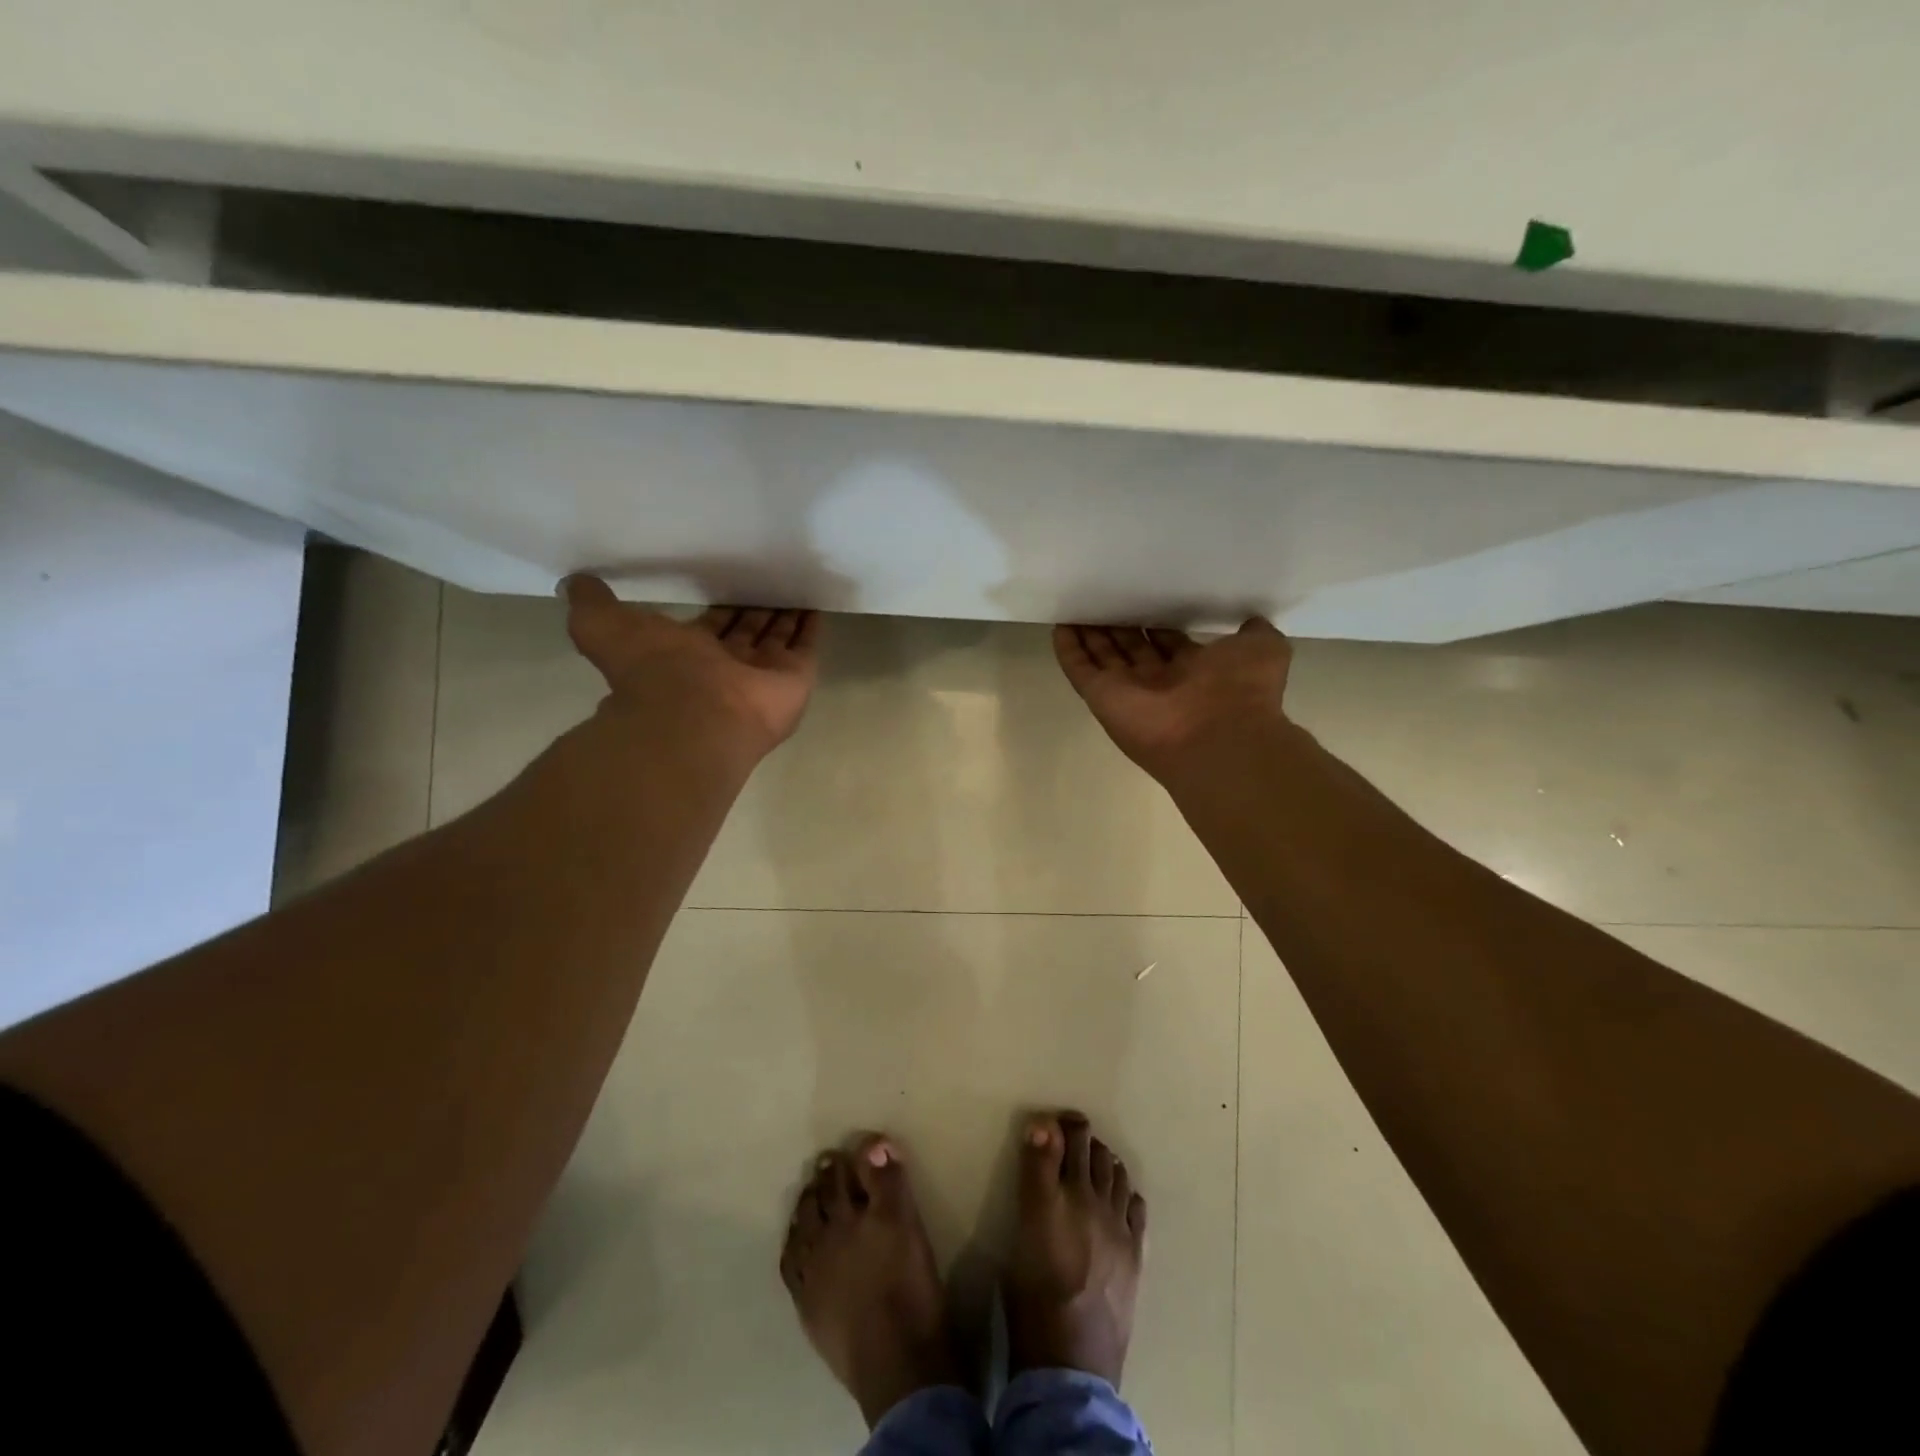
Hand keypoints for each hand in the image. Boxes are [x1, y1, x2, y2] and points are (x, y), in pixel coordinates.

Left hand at [564, 576, 820, 762]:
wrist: (695, 716)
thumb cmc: (653, 671)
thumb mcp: (603, 627)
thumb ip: (592, 604)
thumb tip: (575, 582)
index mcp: (689, 656)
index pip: (712, 627)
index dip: (722, 609)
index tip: (731, 583)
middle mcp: (728, 666)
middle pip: (749, 631)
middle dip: (758, 610)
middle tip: (771, 579)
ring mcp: (763, 675)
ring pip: (778, 637)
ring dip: (786, 614)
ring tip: (797, 583)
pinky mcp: (794, 679)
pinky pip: (806, 647)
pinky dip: (812, 627)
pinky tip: (816, 602)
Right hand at [1053, 619, 1293, 779]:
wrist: (1219, 737)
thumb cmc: (1241, 690)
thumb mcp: (1263, 649)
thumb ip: (1254, 634)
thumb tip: (1251, 622)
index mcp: (1195, 671)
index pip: (1168, 642)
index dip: (1156, 624)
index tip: (1144, 600)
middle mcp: (1160, 682)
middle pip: (1131, 648)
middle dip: (1118, 625)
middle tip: (1104, 597)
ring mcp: (1128, 691)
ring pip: (1103, 657)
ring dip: (1090, 634)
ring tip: (1077, 605)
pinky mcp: (1102, 697)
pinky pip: (1080, 670)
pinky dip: (1068, 650)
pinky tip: (1059, 626)